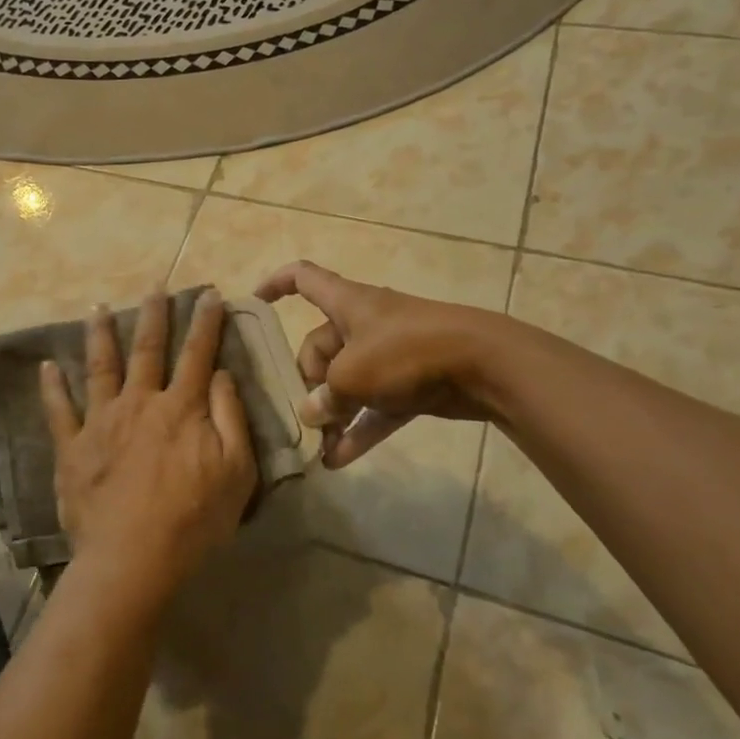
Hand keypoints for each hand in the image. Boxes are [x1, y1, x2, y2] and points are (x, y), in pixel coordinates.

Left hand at [39, 290, 258, 603]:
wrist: (132, 558)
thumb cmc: (193, 519)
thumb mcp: (236, 471)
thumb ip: (231, 417)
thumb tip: (222, 374)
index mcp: (182, 408)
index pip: (198, 354)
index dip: (206, 322)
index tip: (210, 294)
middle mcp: (140, 402)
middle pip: (148, 349)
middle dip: (154, 315)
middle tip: (155, 287)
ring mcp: (102, 421)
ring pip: (101, 366)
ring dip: (100, 334)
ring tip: (97, 307)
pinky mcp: (73, 447)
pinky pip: (59, 410)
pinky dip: (52, 386)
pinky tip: (46, 365)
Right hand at [254, 261, 500, 468]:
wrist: (484, 365)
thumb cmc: (407, 353)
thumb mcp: (353, 375)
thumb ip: (325, 396)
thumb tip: (312, 413)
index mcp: (347, 303)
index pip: (303, 278)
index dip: (276, 284)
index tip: (255, 303)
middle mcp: (364, 324)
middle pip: (321, 345)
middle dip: (310, 381)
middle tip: (309, 414)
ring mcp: (389, 354)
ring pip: (348, 381)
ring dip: (333, 413)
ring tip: (317, 447)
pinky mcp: (410, 383)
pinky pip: (374, 406)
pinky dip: (359, 428)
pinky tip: (340, 460)